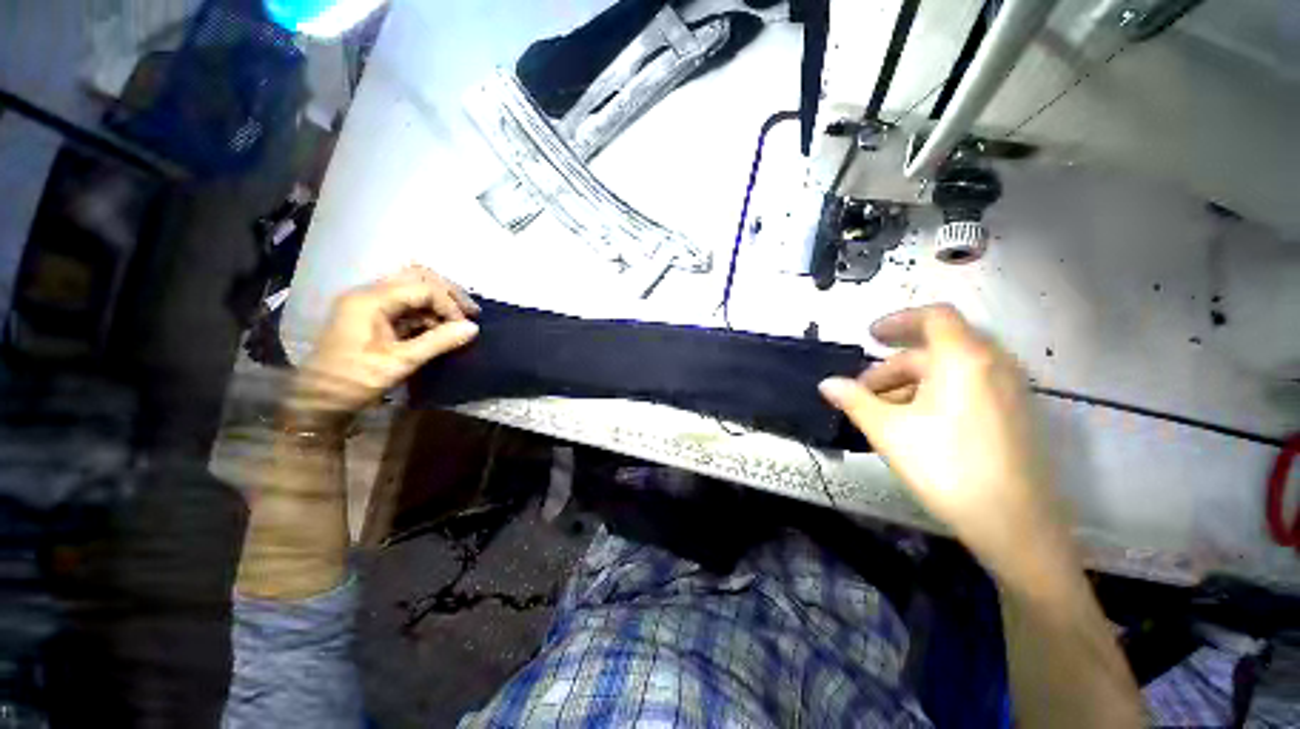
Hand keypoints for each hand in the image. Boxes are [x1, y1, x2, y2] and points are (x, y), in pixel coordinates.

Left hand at [289, 266, 479, 423]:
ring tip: (460, 320)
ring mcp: (369, 303)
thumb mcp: (400, 362)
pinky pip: (406, 304)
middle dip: (448, 293)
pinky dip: (427, 312)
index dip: (449, 304)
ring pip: (413, 288)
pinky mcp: (372, 316)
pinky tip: (441, 327)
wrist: (317, 401)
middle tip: (472, 312)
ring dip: (439, 301)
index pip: (422, 287)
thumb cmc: (354, 381)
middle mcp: (368, 293)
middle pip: (417, 277)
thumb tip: (474, 328)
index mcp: (370, 300)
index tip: (465, 327)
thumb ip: (438, 341)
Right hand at [819, 305, 1065, 579]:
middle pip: (936, 348)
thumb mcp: (889, 431)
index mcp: (964, 360)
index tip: (869, 337)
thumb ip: (854, 401)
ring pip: (950, 370)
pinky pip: (968, 387)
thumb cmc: (947, 468)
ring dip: (911, 383)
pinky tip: (914, 423)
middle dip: (893, 366)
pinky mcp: (1014, 413)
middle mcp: (993, 365)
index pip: (934, 316)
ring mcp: (1009, 389)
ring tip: (883, 411)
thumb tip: (826, 384)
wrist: (1015, 525)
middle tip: (863, 391)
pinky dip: (935, 394)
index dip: (898, 321)